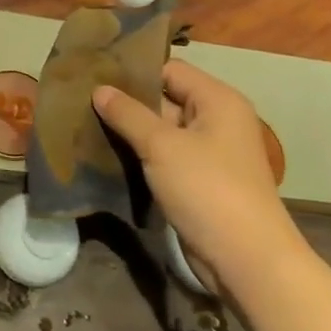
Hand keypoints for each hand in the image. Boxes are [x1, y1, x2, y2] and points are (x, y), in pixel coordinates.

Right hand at [93, 60, 305, 296]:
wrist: (247, 261)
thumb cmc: (207, 190)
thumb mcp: (162, 146)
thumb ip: (128, 114)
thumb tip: (99, 89)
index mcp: (217, 100)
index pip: (169, 69)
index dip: (134, 72)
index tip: (95, 75)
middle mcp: (216, 120)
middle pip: (165, 98)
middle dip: (128, 102)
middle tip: (83, 101)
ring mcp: (209, 153)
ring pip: (162, 131)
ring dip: (131, 131)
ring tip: (87, 125)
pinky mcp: (200, 181)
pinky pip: (165, 157)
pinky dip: (141, 156)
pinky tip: (107, 155)